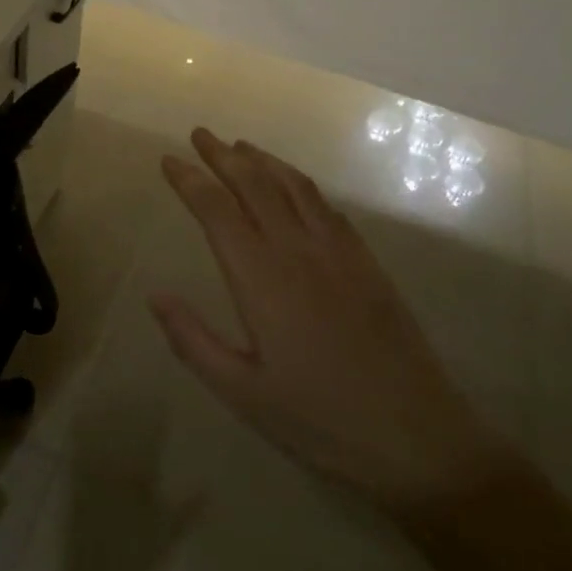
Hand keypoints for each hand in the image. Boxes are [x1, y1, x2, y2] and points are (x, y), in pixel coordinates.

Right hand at [152, 129, 509, 516]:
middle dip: (223, 155)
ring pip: (294, 186)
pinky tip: (293, 186)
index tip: (169, 160)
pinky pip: (326, 206)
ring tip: (240, 146)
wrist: (416, 436)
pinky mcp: (366, 261)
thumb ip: (193, 341)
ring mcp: (338, 251)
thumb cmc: (319, 421)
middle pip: (255, 184)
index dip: (190, 180)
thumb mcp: (242, 393)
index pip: (217, 210)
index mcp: (261, 279)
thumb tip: (155, 296)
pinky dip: (300, 183)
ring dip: (263, 160)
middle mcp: (298, 250)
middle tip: (200, 134)